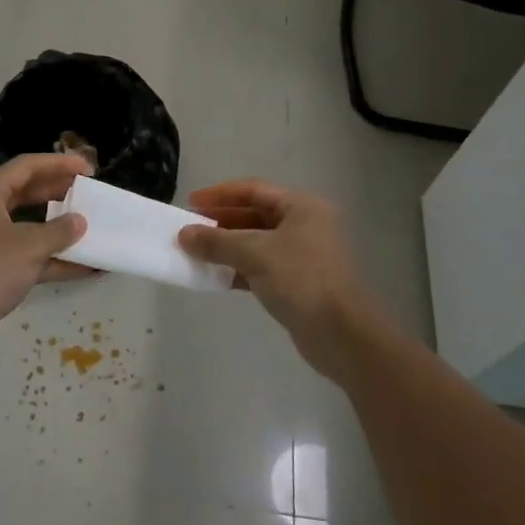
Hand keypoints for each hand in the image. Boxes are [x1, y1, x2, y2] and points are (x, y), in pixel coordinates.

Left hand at [0, 154, 93, 359]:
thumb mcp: (29, 246)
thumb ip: (59, 231)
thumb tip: (79, 222)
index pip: (26, 166)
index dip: (59, 164)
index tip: (88, 168)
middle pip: (26, 192)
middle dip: (58, 193)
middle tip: (88, 194)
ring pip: (27, 226)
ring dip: (57, 229)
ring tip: (89, 227)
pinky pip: (26, 256)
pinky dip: (52, 260)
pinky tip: (84, 268)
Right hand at [178, 179, 383, 380]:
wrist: (341, 334)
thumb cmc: (301, 279)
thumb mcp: (254, 253)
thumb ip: (217, 241)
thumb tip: (183, 234)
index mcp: (301, 206)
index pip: (253, 190)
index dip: (220, 194)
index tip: (190, 203)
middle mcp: (305, 225)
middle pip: (254, 215)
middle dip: (221, 222)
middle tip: (189, 230)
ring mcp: (303, 255)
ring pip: (256, 243)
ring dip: (227, 248)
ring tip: (196, 254)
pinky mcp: (298, 283)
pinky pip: (261, 267)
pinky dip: (238, 269)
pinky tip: (215, 277)